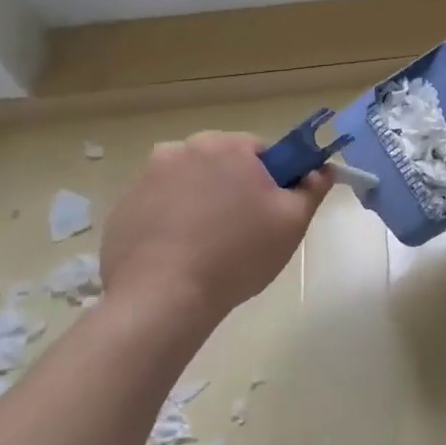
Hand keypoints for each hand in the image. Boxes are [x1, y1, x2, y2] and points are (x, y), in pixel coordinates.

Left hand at [102, 131, 330, 323]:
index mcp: (225, 145)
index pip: (261, 151)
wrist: (161, 299)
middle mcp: (182, 149)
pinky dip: (171, 222)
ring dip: (202, 203)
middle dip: (234, 189)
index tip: (270, 212)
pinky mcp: (123, 208)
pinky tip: (179, 255)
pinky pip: (160, 206)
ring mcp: (146, 177)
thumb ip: (312, 188)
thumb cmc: (237, 254)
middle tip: (243, 233)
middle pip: (222, 164)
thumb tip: (323, 169)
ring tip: (208, 248)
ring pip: (189, 184)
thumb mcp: (292, 223)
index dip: (272, 181)